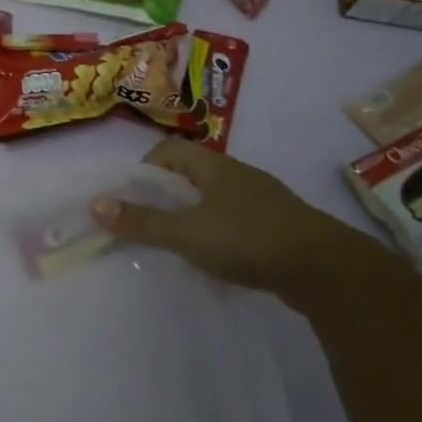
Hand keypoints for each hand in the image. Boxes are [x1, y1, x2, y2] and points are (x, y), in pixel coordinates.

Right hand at [92, 137, 346, 291]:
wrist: (326, 271)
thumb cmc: (248, 240)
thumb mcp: (186, 232)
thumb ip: (141, 221)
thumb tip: (94, 204)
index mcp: (215, 167)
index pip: (169, 150)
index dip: (144, 167)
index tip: (130, 195)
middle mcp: (239, 176)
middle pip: (192, 173)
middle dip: (166, 193)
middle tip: (147, 219)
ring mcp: (263, 201)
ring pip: (215, 198)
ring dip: (193, 213)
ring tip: (178, 241)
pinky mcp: (280, 227)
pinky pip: (237, 220)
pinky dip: (219, 232)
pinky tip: (217, 258)